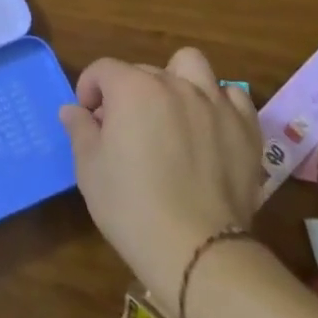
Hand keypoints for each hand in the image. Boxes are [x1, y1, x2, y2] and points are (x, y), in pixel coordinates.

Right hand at [57, 48, 260, 317]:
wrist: (199, 251)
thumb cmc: (132, 206)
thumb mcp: (89, 169)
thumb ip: (80, 130)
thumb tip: (73, 110)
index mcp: (132, 88)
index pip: (103, 69)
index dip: (89, 90)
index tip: (88, 119)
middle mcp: (174, 84)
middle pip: (143, 70)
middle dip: (127, 91)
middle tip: (123, 128)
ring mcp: (214, 104)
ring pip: (192, 66)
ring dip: (176, 80)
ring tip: (170, 111)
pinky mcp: (244, 130)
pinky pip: (232, 98)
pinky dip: (218, 104)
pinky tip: (208, 127)